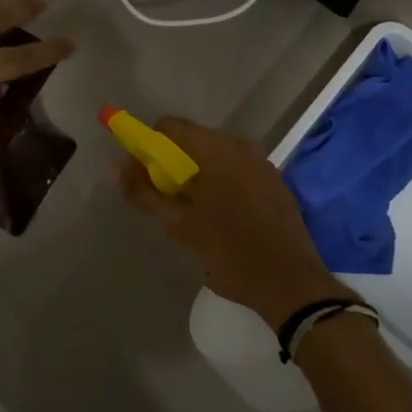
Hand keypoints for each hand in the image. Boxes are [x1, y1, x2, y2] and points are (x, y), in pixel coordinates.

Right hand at [117, 117, 345, 330]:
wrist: (292, 284)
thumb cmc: (230, 253)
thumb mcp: (179, 227)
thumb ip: (145, 194)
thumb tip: (119, 169)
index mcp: (216, 149)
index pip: (168, 126)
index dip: (147, 146)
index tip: (141, 176)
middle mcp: (240, 146)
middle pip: (192, 140)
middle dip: (171, 164)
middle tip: (164, 201)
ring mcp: (261, 163)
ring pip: (214, 157)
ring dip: (196, 176)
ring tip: (192, 214)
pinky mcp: (275, 183)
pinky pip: (236, 171)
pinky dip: (220, 184)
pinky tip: (221, 218)